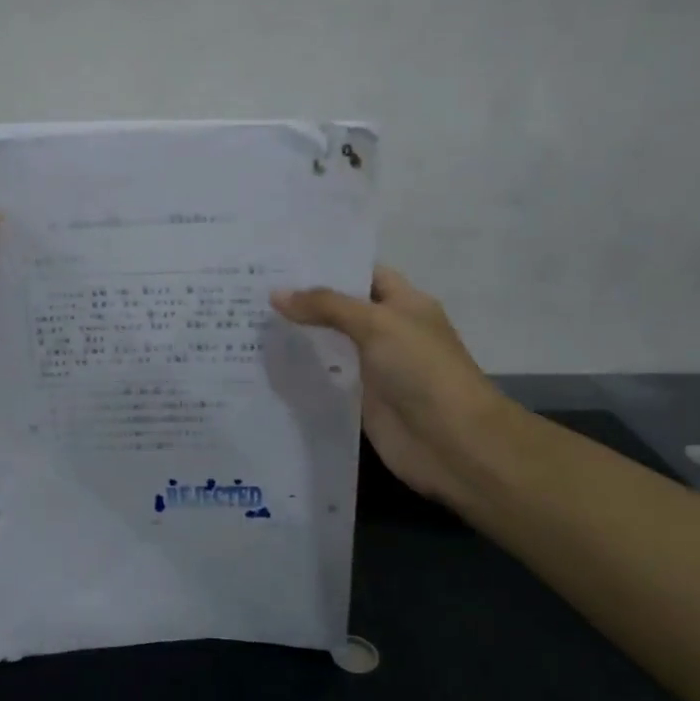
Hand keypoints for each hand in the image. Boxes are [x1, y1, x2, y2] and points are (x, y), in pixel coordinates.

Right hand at [271, 265, 515, 505]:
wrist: (450, 440)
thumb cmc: (421, 369)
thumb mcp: (376, 324)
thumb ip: (326, 306)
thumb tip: (276, 294)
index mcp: (404, 303)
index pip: (363, 274)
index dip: (328, 266)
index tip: (282, 260)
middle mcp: (388, 331)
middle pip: (341, 310)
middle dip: (304, 301)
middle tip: (253, 288)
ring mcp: (374, 368)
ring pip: (330, 345)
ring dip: (298, 337)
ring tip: (249, 321)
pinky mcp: (360, 400)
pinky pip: (327, 380)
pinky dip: (302, 373)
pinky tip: (267, 364)